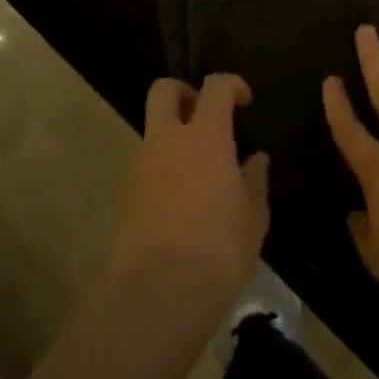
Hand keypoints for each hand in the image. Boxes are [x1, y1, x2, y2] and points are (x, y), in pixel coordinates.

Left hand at [114, 74, 269, 313]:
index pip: (215, 86)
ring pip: (153, 131)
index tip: (245, 102)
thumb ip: (255, 180)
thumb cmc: (219, 249)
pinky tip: (180, 204)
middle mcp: (167, 140)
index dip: (232, 85)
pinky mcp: (123, 195)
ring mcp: (139, 166)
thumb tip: (255, 160)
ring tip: (198, 173)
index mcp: (205, 136)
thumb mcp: (254, 216)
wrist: (159, 294)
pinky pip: (145, 166)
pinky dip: (162, 170)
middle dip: (184, 92)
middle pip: (164, 90)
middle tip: (205, 116)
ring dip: (173, 137)